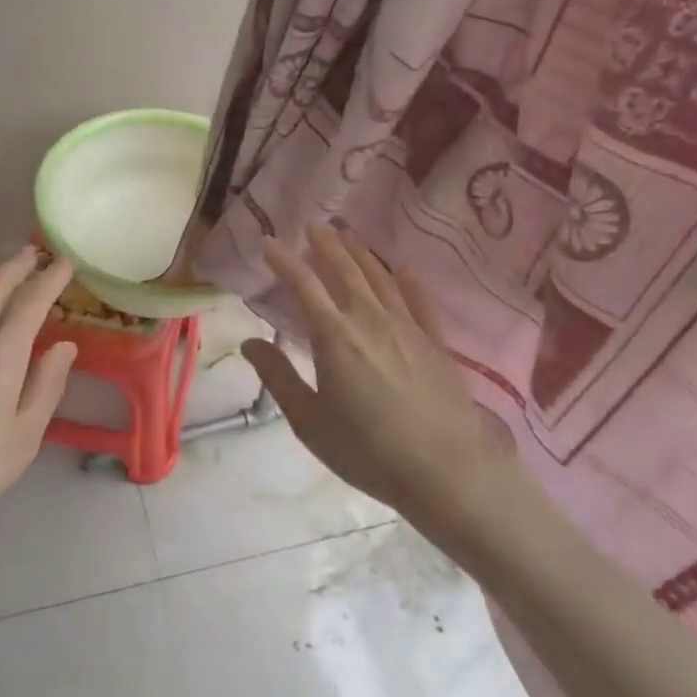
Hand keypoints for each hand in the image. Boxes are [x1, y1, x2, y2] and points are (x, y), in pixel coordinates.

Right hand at [242, 225, 515, 526]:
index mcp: (333, 336)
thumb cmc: (368, 450)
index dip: (284, 261)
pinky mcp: (434, 343)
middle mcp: (369, 319)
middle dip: (326, 245)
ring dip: (361, 254)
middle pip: (344, 270)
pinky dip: (408, 281)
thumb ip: (279, 378)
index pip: (303, 285)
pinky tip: (403, 269)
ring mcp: (406, 327)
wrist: (446, 471)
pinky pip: (419, 301)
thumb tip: (250, 342)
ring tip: (349, 236)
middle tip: (315, 225)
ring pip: (379, 278)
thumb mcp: (310, 421)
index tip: (269, 243)